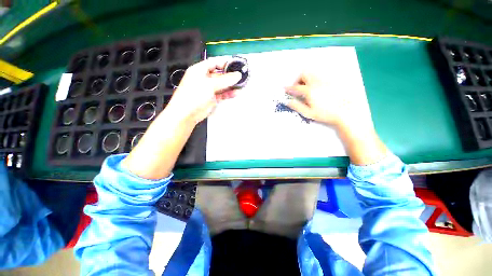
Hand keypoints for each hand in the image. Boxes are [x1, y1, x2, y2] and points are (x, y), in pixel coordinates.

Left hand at [166, 57, 241, 124]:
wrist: (187, 114)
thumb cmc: (193, 95)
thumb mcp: (210, 85)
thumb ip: (225, 80)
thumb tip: (237, 75)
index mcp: (199, 70)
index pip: (214, 62)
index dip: (224, 63)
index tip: (235, 65)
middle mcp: (204, 78)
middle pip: (219, 74)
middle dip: (230, 76)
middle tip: (240, 77)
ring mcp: (208, 89)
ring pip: (222, 85)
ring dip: (230, 85)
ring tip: (241, 85)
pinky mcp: (211, 98)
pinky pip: (222, 94)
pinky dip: (228, 94)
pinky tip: (235, 93)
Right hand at [286, 72, 386, 164]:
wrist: (345, 112)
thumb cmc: (325, 114)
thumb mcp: (308, 113)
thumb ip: (297, 106)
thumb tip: (288, 101)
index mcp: (310, 91)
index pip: (296, 87)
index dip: (289, 88)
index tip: (285, 88)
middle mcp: (317, 83)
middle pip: (304, 74)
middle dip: (298, 79)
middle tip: (298, 88)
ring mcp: (325, 80)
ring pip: (313, 73)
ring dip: (306, 78)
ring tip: (307, 88)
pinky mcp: (332, 81)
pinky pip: (321, 76)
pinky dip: (315, 79)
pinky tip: (317, 88)